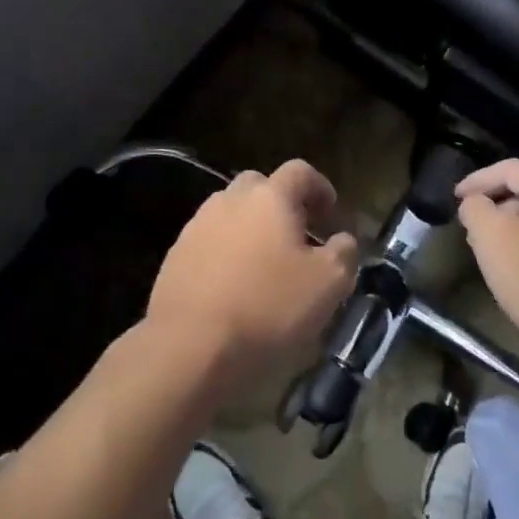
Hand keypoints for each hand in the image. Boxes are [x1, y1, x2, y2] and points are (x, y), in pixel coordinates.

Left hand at [145, 160, 357, 399]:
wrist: (188, 347)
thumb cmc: (268, 308)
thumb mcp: (328, 284)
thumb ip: (344, 253)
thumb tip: (342, 240)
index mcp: (270, 197)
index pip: (300, 172)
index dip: (320, 187)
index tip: (332, 214)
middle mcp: (230, 200)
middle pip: (260, 186)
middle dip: (282, 204)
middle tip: (298, 236)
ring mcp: (197, 226)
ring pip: (231, 214)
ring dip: (251, 229)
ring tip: (265, 265)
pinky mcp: (175, 257)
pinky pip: (209, 243)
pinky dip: (226, 254)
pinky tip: (235, 287)